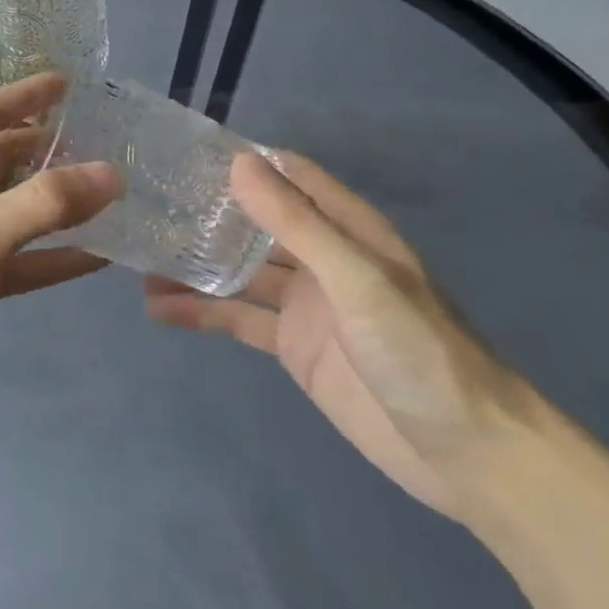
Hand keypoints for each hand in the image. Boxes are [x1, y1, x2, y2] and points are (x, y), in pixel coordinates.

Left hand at [0, 73, 119, 424]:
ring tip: (115, 192)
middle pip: (9, 157)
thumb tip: (112, 173)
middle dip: (53, 148)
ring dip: (60, 202)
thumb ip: (44, 203)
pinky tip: (101, 256)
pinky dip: (57, 256)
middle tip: (110, 142)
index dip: (29, 94)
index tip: (71, 81)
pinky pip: (24, 258)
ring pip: (21, 207)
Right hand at [145, 150, 525, 515]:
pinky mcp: (293, 347)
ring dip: (196, 264)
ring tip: (139, 257)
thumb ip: (296, 223)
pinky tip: (159, 309)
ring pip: (239, 271)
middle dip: (208, 212)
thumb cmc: (420, 352)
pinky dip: (201, 313)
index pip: (290, 176)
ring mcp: (305, 303)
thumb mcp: (357, 279)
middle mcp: (322, 258)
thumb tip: (238, 164)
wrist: (468, 456)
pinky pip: (238, 320)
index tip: (185, 152)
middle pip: (256, 222)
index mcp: (347, 229)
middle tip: (146, 202)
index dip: (244, 161)